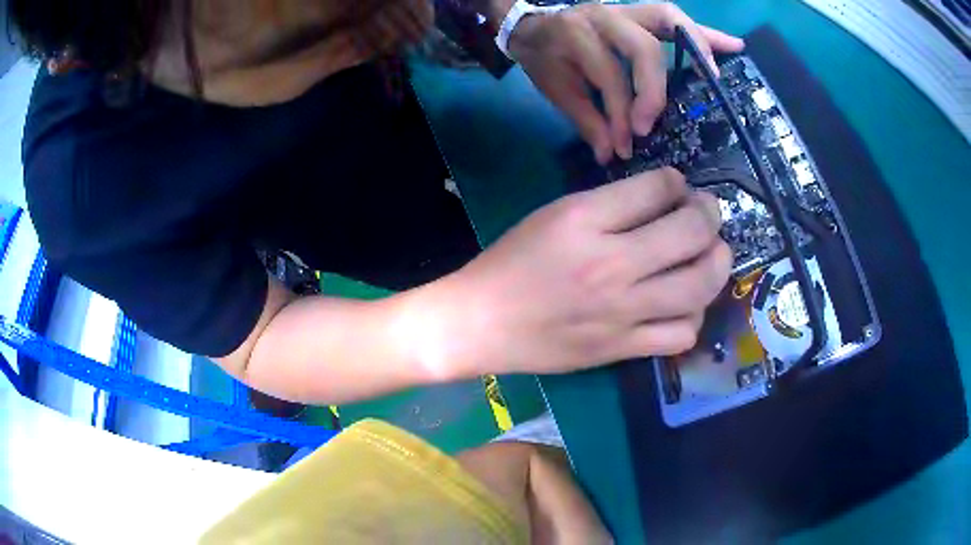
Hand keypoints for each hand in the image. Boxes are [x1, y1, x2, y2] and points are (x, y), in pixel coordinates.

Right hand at [436, 168, 731, 376]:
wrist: (480, 323)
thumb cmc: (511, 262)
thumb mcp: (554, 215)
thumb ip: (610, 205)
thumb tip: (663, 200)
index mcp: (585, 220)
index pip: (658, 187)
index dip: (677, 181)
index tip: (677, 187)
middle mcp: (611, 264)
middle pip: (692, 231)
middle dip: (710, 214)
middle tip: (707, 215)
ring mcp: (621, 312)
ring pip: (700, 285)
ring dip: (717, 265)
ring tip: (711, 256)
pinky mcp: (621, 349)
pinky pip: (682, 334)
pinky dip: (693, 316)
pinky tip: (683, 306)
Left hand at [508, 2, 744, 163]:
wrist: (532, 26)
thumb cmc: (545, 58)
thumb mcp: (557, 89)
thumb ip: (586, 120)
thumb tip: (613, 155)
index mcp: (577, 34)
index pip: (609, 76)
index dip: (620, 114)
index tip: (624, 146)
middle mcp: (605, 16)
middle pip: (645, 48)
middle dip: (655, 89)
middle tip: (655, 121)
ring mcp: (625, 9)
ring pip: (669, 19)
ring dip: (700, 46)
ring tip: (719, 76)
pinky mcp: (639, 13)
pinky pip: (676, 19)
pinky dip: (705, 33)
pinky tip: (732, 46)